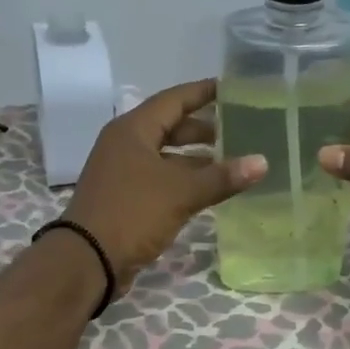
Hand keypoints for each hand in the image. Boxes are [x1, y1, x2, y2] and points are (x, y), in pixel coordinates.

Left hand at [62, 79, 266, 290]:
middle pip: (169, 127)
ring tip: (231, 161)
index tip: (233, 88)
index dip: (203, 92)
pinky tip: (208, 190)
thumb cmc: (132, 213)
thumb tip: (262, 162)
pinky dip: (183, 180)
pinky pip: (160, 179)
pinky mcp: (125, 198)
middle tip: (239, 129)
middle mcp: (125, 145)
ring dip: (195, 158)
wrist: (87, 260)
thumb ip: (222, 177)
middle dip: (203, 128)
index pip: (173, 99)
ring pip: (166, 156)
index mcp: (133, 130)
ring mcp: (123, 172)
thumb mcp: (181, 192)